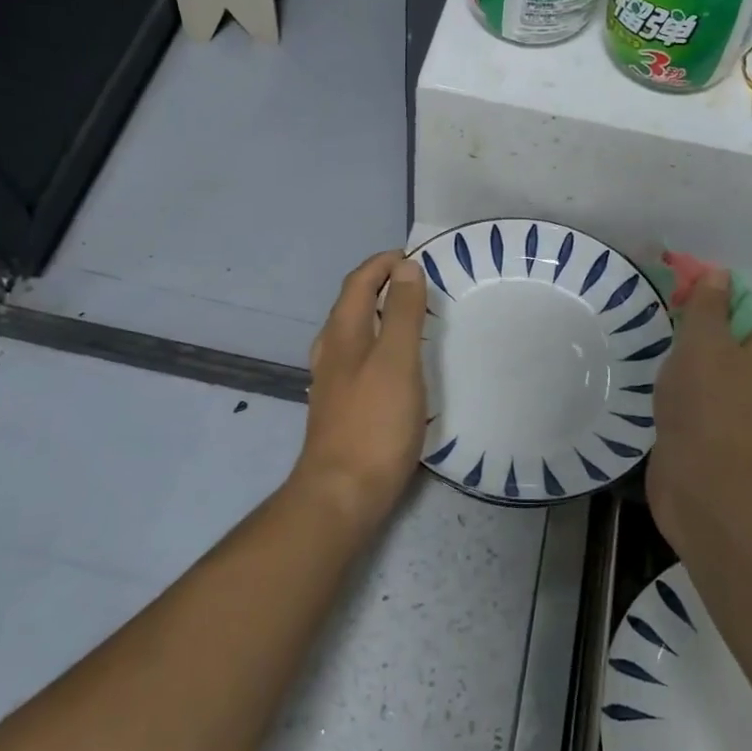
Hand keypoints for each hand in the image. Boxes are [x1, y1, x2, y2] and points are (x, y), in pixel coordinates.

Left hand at [293, 250, 428, 528]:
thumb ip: (403, 313)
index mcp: (343, 333)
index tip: (416, 258)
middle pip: (353, 303)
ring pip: (355, 331)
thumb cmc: (374, 423)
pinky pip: (359, 357)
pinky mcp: (340, 405)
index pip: (359, 281)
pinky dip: (379, 343)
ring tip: (412, 316)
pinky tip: (396, 363)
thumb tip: (405, 269)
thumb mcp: (397, 361)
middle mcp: (331, 350)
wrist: (342, 492)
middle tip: (419, 284)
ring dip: (380, 314)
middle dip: (382, 285)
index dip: (383, 263)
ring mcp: (332, 380)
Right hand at [647, 267, 751, 548]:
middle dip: (688, 334)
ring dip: (677, 367)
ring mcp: (733, 415)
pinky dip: (672, 396)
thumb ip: (708, 306)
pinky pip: (689, 404)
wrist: (704, 487)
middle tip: (655, 327)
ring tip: (647, 357)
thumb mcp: (705, 342)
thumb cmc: (708, 405)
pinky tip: (650, 394)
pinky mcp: (708, 440)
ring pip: (703, 376)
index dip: (708, 298)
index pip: (740, 312)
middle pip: (721, 343)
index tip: (671, 295)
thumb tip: (718, 273)